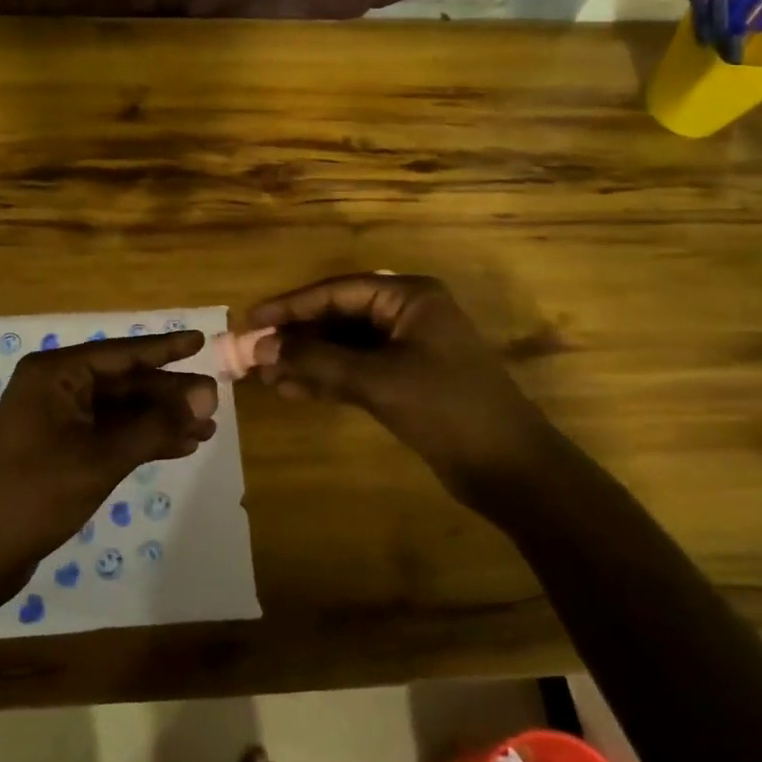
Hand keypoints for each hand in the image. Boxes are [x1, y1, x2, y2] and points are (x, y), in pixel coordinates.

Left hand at [0, 331, 217, 572]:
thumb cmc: (37, 492)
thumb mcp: (102, 457)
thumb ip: (155, 425)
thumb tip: (206, 397)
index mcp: (56, 373)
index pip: (121, 353)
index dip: (164, 348)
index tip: (199, 340)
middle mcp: (56, 387)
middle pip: (124, 383)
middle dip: (168, 394)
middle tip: (214, 402)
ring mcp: (57, 419)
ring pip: (120, 410)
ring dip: (160, 420)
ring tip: (206, 430)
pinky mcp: (60, 448)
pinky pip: (109, 433)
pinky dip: (141, 439)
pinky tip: (178, 447)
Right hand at [247, 274, 554, 497]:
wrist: (510, 469)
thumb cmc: (447, 409)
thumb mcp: (377, 380)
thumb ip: (317, 359)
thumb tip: (262, 346)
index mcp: (408, 296)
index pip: (336, 291)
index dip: (290, 305)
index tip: (251, 319)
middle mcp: (406, 314)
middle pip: (338, 316)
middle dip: (296, 336)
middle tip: (252, 352)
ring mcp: (407, 348)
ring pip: (344, 346)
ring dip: (307, 360)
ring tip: (265, 375)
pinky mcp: (406, 380)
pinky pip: (356, 370)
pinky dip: (326, 378)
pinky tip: (293, 390)